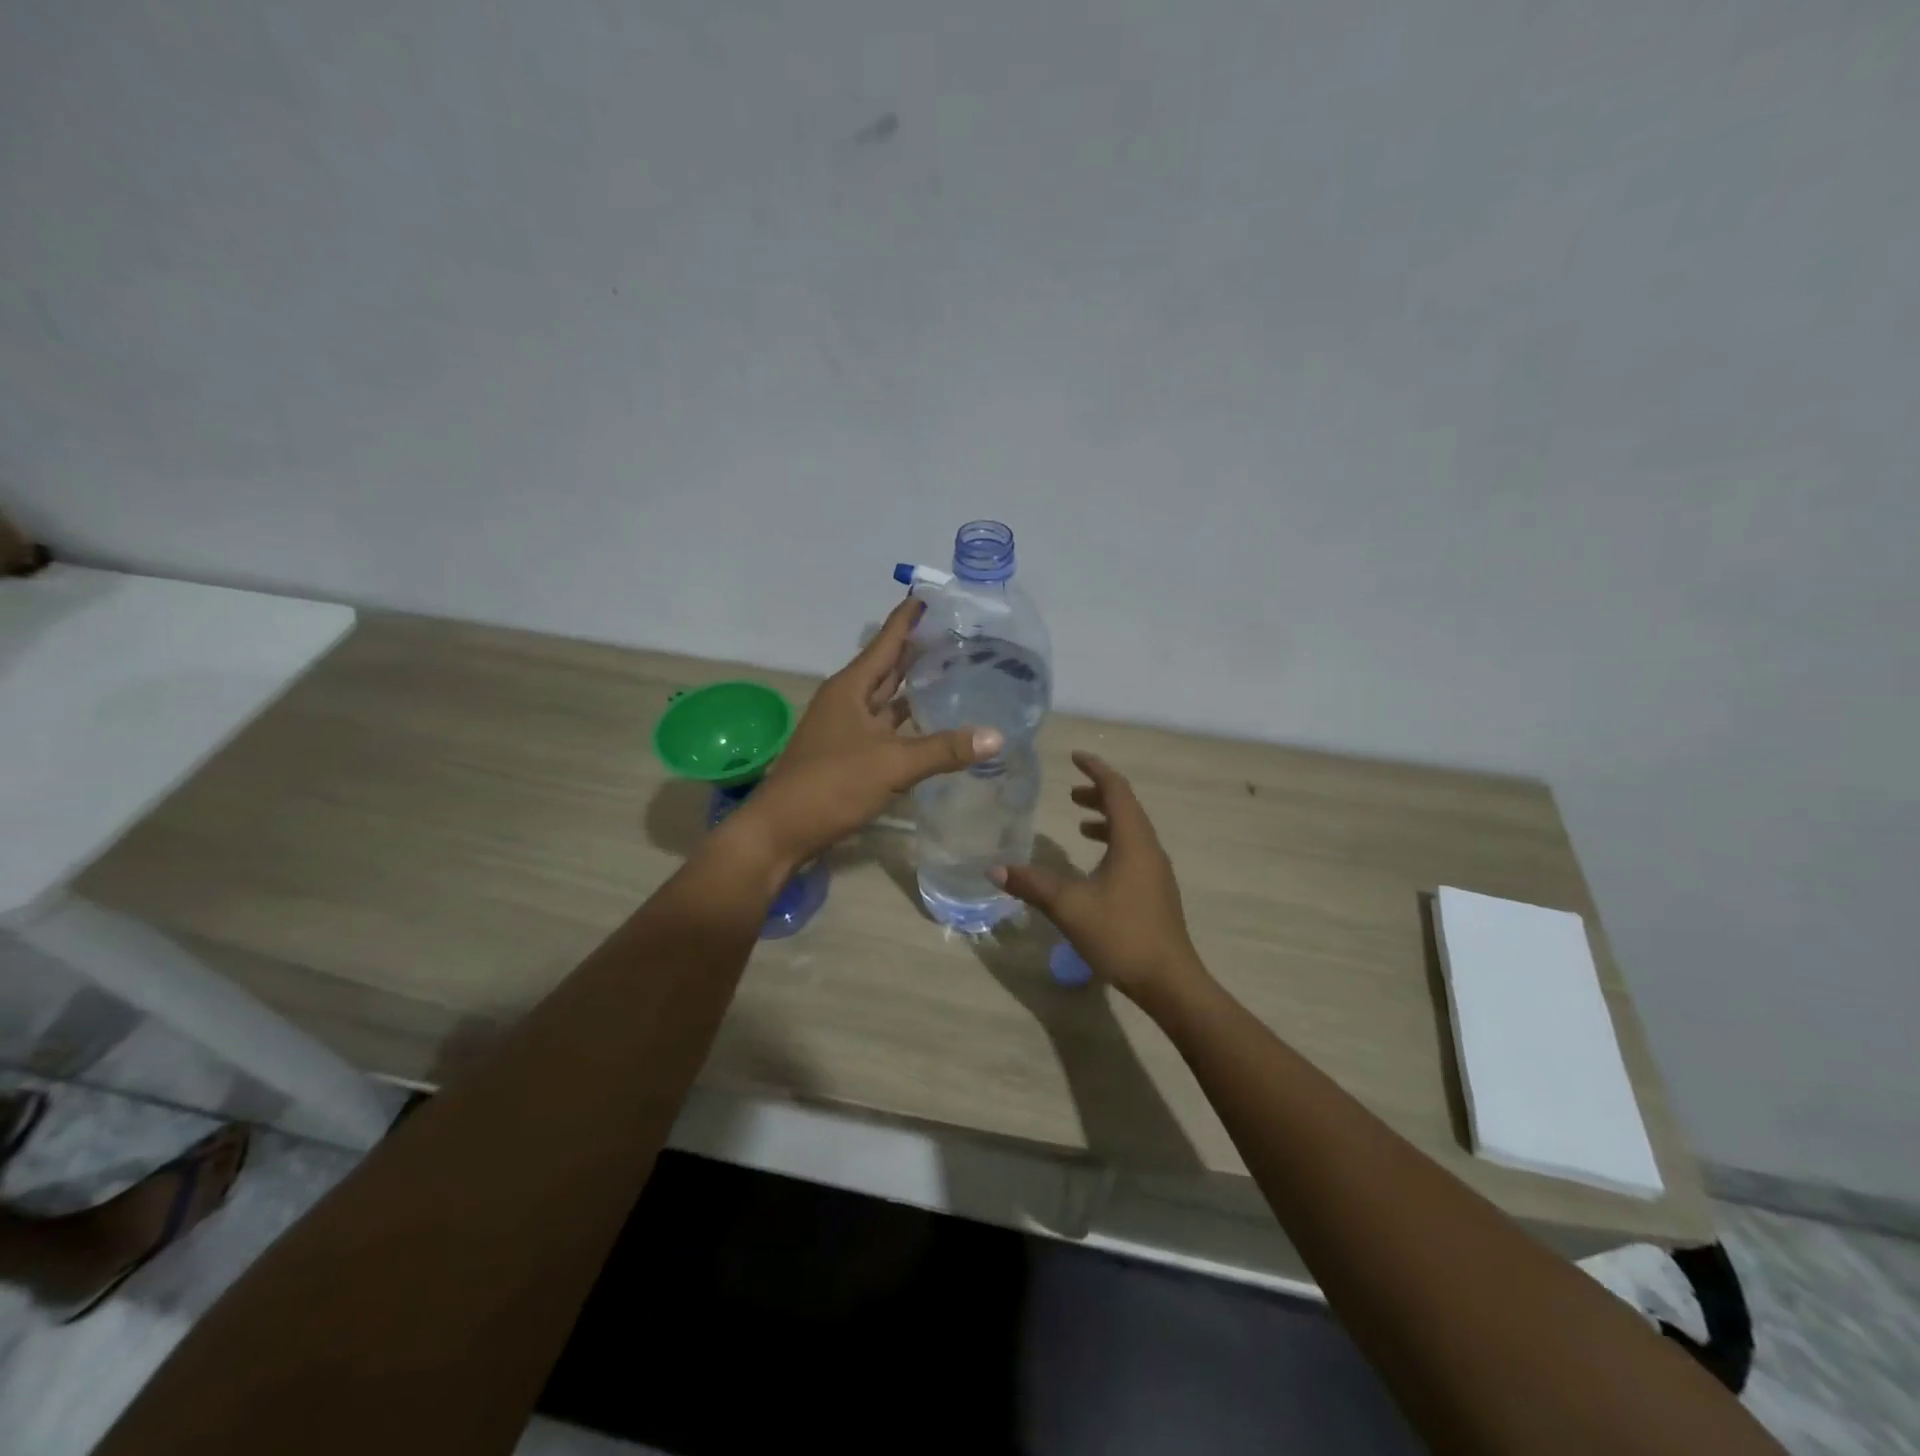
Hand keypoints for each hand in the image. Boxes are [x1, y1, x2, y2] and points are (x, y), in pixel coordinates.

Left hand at [726, 597, 1002, 870]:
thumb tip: (997, 736)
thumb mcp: (892, 764)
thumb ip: (944, 749)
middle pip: (887, 667)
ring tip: (949, 672)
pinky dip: (907, 723)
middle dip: (916, 650)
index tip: (930, 596)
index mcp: (851, 688)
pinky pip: (884, 729)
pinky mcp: (848, 756)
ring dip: (912, 687)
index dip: (907, 618)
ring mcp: (845, 730)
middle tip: (954, 633)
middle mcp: (847, 702)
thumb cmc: (831, 786)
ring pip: (886, 700)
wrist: (780, 831)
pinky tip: (930, 725)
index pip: (886, 642)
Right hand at [991, 752, 1206, 1007]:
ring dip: (1107, 819)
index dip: (1096, 770)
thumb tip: (993, 867)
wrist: (1169, 981)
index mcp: (1133, 842)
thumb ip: (1032, 884)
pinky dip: (1114, 843)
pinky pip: (1134, 851)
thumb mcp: (1069, 907)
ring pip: (1132, 831)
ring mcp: (1156, 872)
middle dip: (1099, 794)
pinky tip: (1095, 865)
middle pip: (1127, 808)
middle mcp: (1149, 849)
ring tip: (1080, 823)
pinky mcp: (1156, 891)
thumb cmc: (1121, 934)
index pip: (1116, 790)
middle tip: (1071, 792)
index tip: (1075, 756)